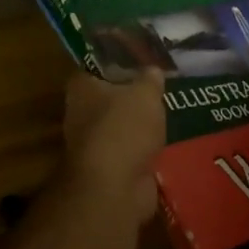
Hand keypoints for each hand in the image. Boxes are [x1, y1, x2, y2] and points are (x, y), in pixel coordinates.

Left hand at [61, 70, 166, 220]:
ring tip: (168, 114)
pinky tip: (165, 142)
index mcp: (81, 88)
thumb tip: (152, 70)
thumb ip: (149, 80)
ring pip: (120, 126)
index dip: (118, 63)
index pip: (96, 68)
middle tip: (160, 88)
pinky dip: (143, 149)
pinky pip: (129, 151)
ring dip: (139, 126)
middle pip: (108, 98)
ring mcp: (92, 143)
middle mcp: (80, 113)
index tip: (142, 61)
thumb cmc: (123, 128)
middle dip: (131, 96)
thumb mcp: (145, 94)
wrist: (115, 186)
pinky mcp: (107, 168)